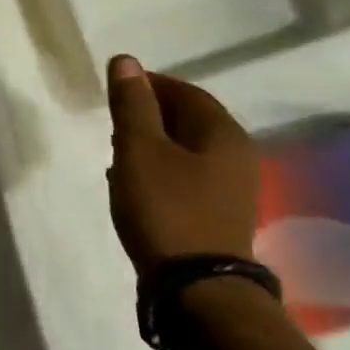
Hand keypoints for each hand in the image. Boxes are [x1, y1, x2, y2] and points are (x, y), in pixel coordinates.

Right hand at [105, 55, 257, 276]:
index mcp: (223, 133)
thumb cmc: (165, 208)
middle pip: (189, 120)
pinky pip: (188, 177)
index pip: (185, 91)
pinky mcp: (219, 215)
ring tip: (118, 153)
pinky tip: (135, 184)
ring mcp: (232, 189)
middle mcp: (237, 155)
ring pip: (187, 150)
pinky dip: (161, 171)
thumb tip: (125, 61)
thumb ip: (132, 104)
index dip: (148, 85)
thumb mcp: (139, 149)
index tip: (115, 91)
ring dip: (153, 145)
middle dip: (149, 115)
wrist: (196, 288)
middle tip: (113, 123)